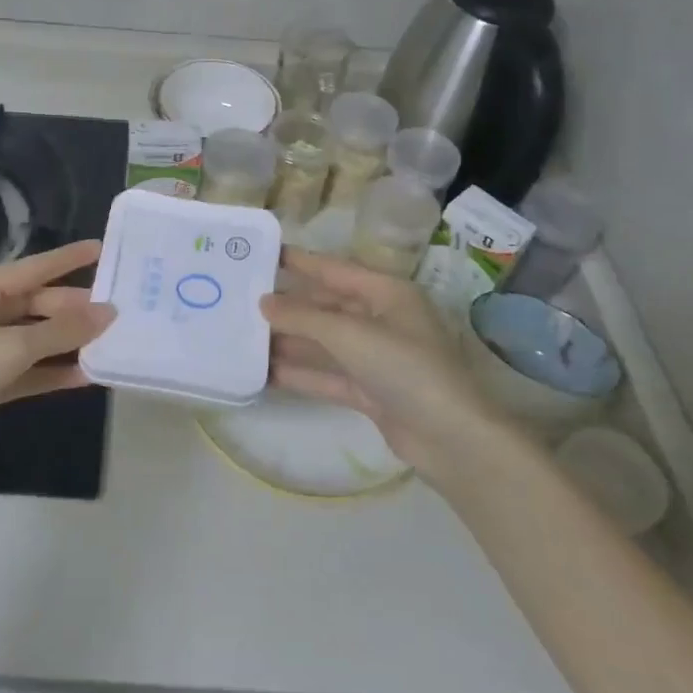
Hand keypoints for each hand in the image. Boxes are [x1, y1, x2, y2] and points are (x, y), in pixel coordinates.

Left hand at [0, 240, 115, 475]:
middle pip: (36, 305)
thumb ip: (62, 330)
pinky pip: (27, 370)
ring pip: (34, 339)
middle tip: (116, 312)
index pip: (33, 268)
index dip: (68, 259)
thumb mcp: (13, 346)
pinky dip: (52, 372)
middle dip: (73, 310)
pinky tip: (86, 375)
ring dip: (67, 343)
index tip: (102, 249)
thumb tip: (108, 313)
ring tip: (109, 341)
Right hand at [261, 248, 500, 477]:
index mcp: (386, 293)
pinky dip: (300, 374)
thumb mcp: (350, 334)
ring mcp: (376, 358)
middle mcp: (381, 320)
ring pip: (323, 343)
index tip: (261, 254)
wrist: (451, 438)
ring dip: (289, 342)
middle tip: (242, 300)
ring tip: (244, 337)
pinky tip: (264, 373)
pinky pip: (327, 375)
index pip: (334, 269)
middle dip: (288, 307)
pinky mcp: (370, 391)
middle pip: (326, 307)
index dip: (299, 262)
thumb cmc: (405, 367)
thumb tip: (263, 302)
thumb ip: (303, 317)